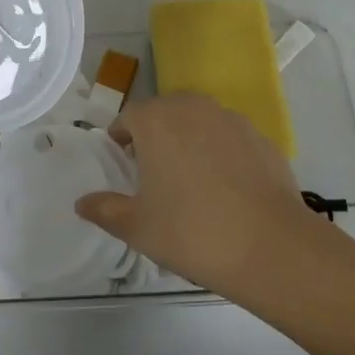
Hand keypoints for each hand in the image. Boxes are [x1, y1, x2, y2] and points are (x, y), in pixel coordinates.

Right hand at [75, 92, 320, 297]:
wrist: (272, 246)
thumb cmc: (192, 232)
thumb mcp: (138, 228)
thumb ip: (105, 210)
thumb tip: (82, 203)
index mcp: (156, 120)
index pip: (129, 116)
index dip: (122, 138)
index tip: (123, 163)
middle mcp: (192, 108)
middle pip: (165, 112)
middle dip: (156, 135)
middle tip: (154, 174)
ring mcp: (232, 119)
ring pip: (200, 122)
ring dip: (190, 141)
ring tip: (193, 181)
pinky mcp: (262, 138)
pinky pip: (231, 139)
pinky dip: (223, 154)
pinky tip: (228, 190)